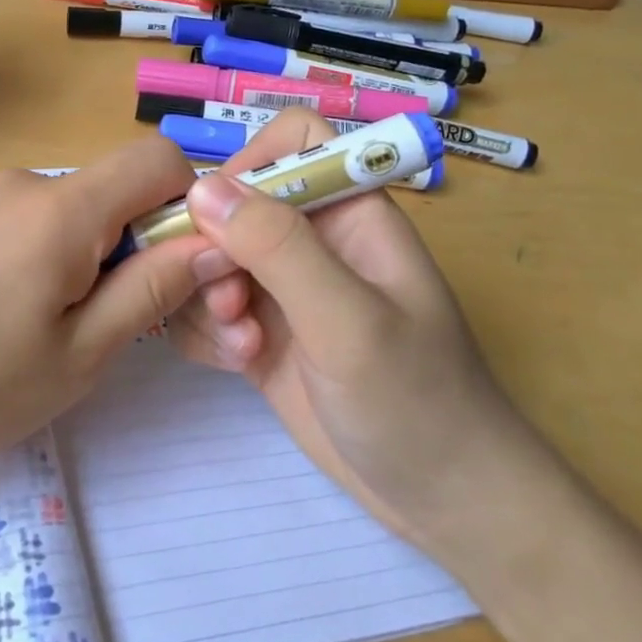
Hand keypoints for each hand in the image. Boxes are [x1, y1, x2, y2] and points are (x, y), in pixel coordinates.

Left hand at [0, 136, 218, 484]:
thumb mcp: (80, 354)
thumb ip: (152, 289)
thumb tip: (214, 243)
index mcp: (60, 208)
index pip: (157, 158)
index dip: (189, 203)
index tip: (179, 266)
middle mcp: (19, 183)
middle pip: (109, 190)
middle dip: (132, 243)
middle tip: (110, 321)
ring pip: (66, 209)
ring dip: (84, 255)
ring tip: (48, 328)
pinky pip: (22, 220)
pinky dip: (41, 254)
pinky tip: (2, 315)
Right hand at [166, 110, 533, 546]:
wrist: (440, 500)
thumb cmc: (416, 401)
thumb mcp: (349, 321)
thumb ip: (277, 248)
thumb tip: (200, 187)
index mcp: (350, 213)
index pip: (292, 141)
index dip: (249, 163)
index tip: (218, 217)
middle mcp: (312, 241)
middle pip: (233, 204)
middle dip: (214, 252)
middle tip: (229, 304)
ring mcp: (283, 289)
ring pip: (209, 258)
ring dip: (207, 298)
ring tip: (242, 346)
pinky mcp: (261, 332)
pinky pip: (206, 307)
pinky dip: (206, 331)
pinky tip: (235, 365)